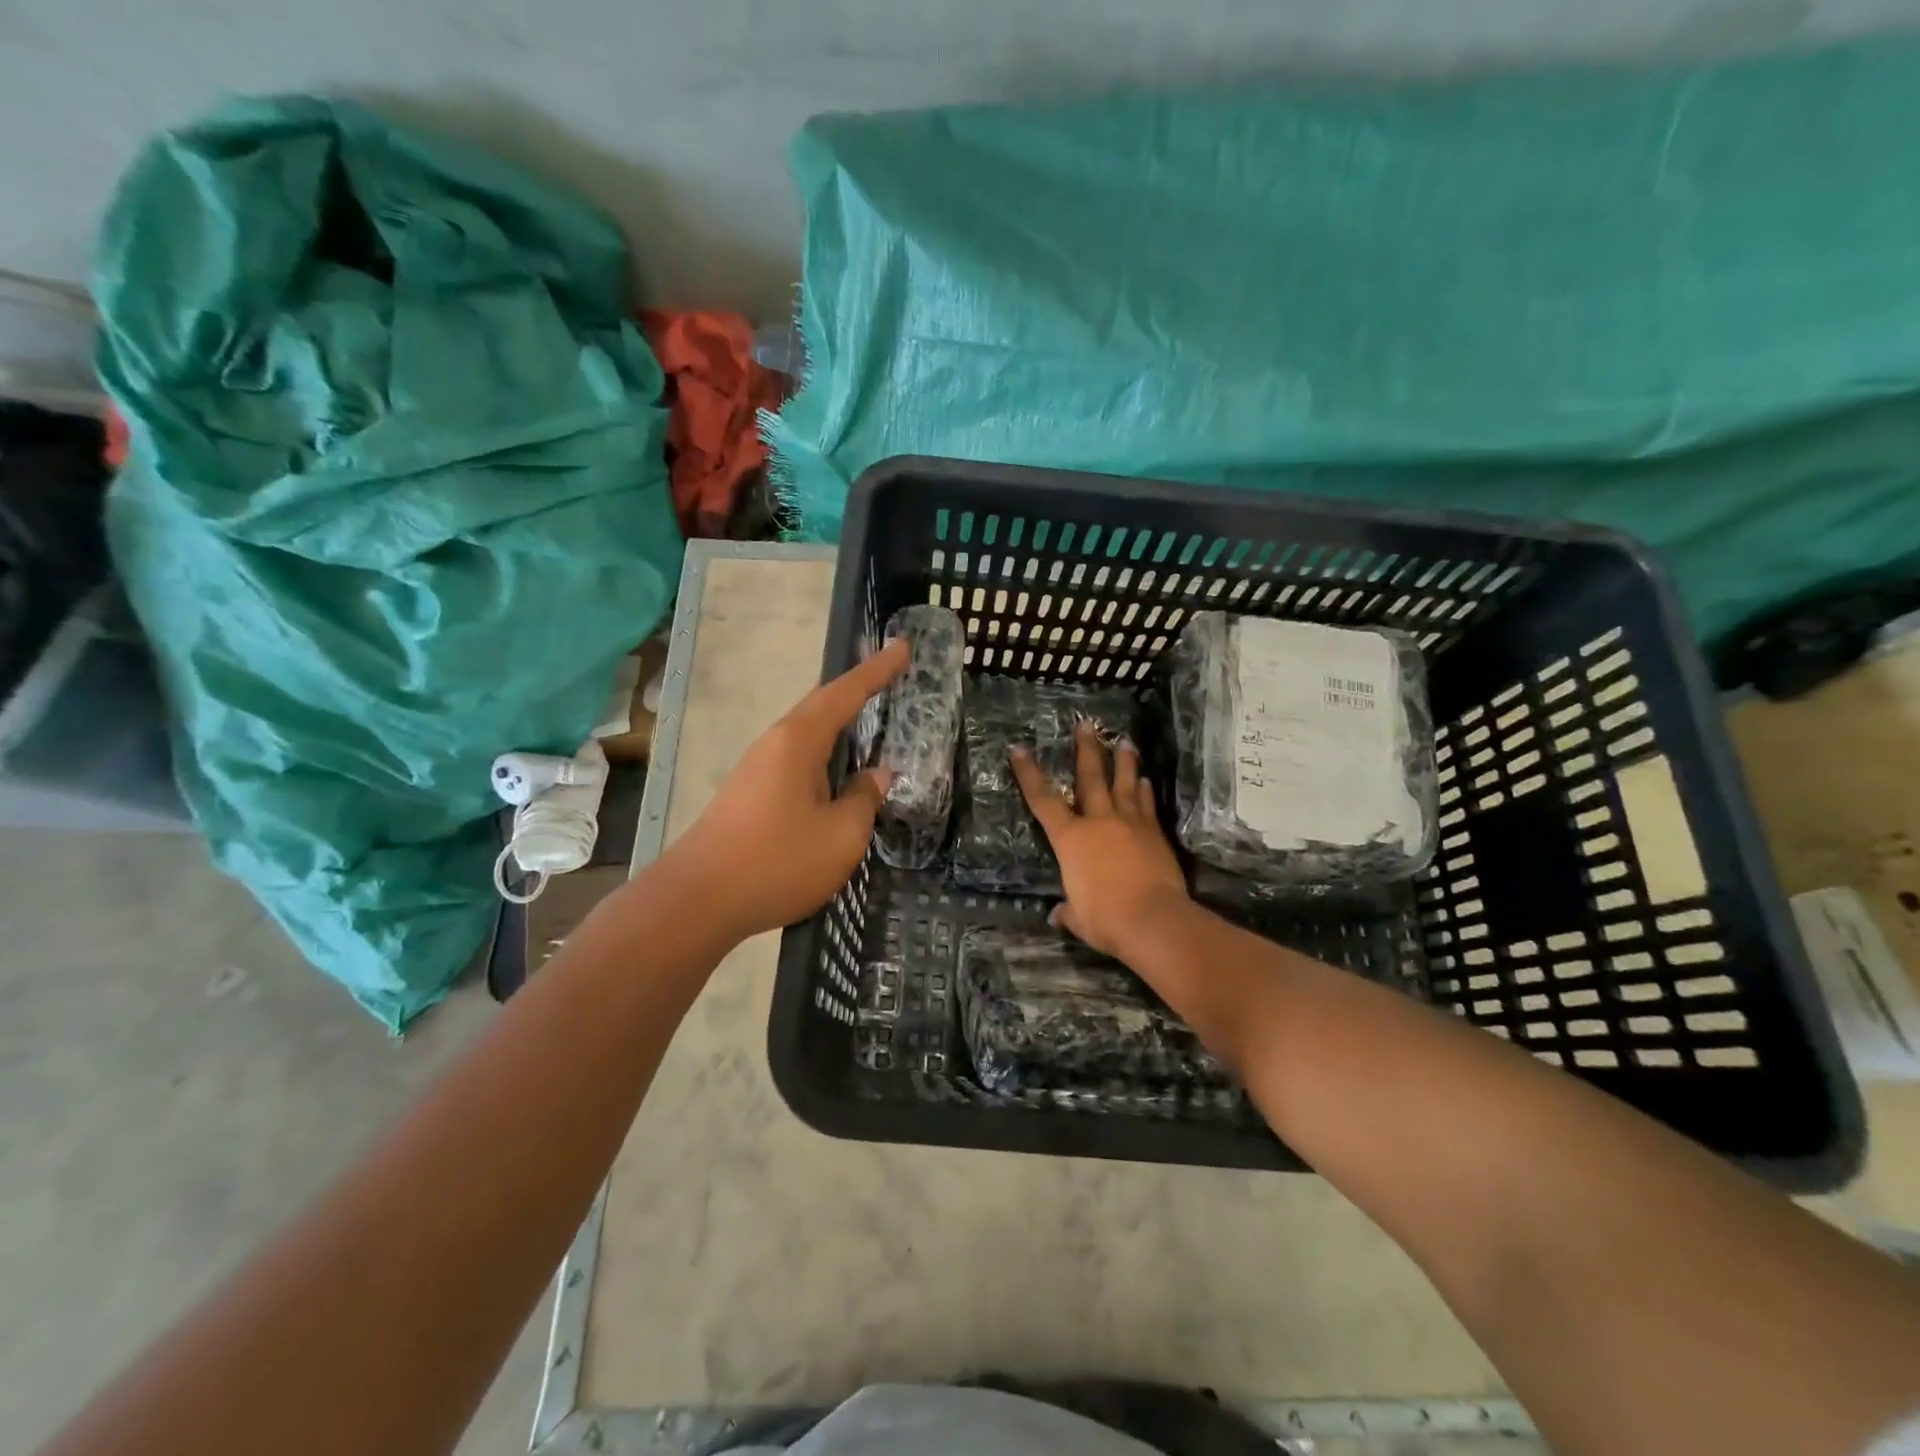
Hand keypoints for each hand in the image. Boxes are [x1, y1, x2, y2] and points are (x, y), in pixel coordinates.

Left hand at [666, 639, 908, 940]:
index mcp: (798, 741)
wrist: (697, 901)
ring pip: (808, 736)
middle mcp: (775, 744)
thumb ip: (864, 799)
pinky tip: (837, 777)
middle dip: (858, 692)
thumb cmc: (776, 862)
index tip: (902, 647)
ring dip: (840, 727)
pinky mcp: (749, 794)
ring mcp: (757, 768)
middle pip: (822, 707)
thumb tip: (876, 775)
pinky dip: (825, 757)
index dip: (877, 671)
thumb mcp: (841, 836)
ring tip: (872, 726)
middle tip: (892, 680)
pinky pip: (797, 761)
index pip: (845, 694)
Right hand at [1009, 721, 1190, 958]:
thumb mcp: (1079, 918)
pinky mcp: (1154, 833)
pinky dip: (1145, 790)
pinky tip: (1146, 779)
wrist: (1153, 919)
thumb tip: (1059, 914)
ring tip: (1124, 741)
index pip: (1043, 800)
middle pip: (1090, 777)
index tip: (1019, 748)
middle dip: (1086, 749)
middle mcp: (1098, 821)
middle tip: (1086, 724)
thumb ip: (1069, 911)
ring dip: (1124, 761)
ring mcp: (1129, 823)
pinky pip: (1147, 805)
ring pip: (1125, 784)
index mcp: (1070, 839)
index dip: (1029, 773)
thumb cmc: (1105, 919)